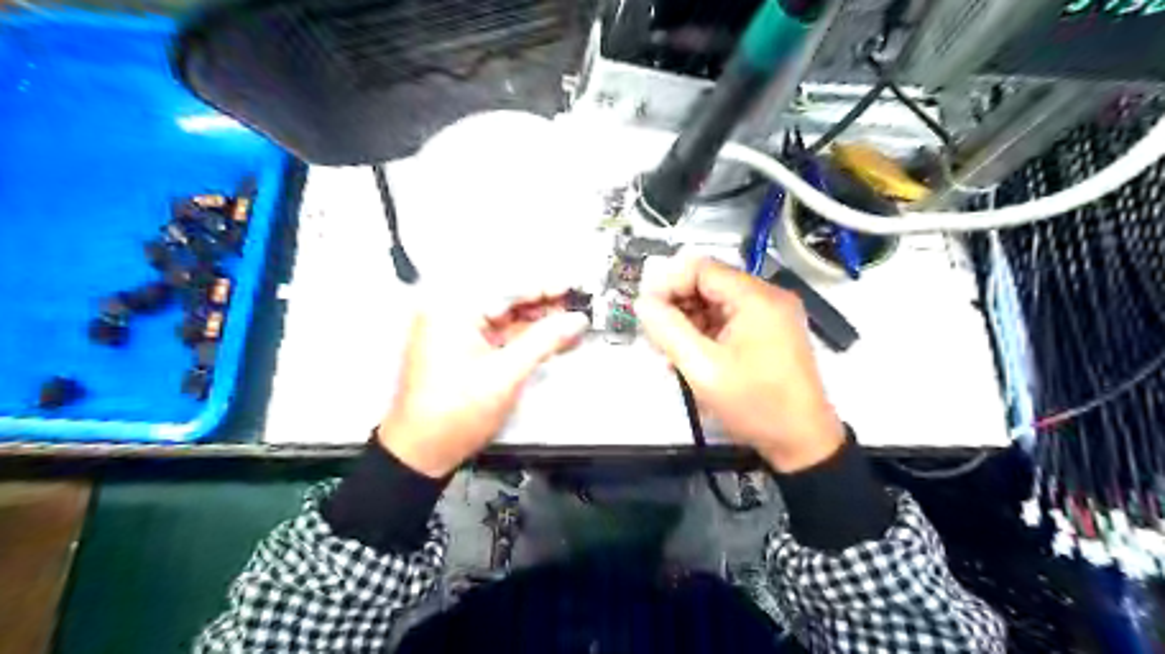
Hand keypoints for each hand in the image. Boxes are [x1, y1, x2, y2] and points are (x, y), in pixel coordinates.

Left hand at [381, 294, 591, 476]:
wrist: (422, 452)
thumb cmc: (454, 413)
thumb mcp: (506, 374)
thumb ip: (544, 340)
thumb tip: (575, 320)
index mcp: (452, 310)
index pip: (507, 287)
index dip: (544, 287)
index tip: (572, 287)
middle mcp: (449, 313)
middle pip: (505, 300)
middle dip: (542, 306)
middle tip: (575, 309)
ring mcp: (453, 332)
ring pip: (503, 317)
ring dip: (535, 322)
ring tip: (568, 326)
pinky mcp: (459, 348)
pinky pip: (496, 334)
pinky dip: (521, 337)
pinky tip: (547, 340)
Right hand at [634, 256, 842, 469]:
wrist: (803, 442)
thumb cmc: (755, 404)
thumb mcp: (703, 369)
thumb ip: (668, 330)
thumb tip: (643, 303)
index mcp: (756, 298)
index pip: (701, 268)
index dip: (668, 284)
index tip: (646, 311)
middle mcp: (767, 297)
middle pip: (708, 284)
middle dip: (677, 306)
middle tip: (655, 337)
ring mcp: (772, 315)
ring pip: (716, 303)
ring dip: (688, 322)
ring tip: (669, 354)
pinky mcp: (771, 332)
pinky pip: (729, 320)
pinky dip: (706, 333)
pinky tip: (690, 358)